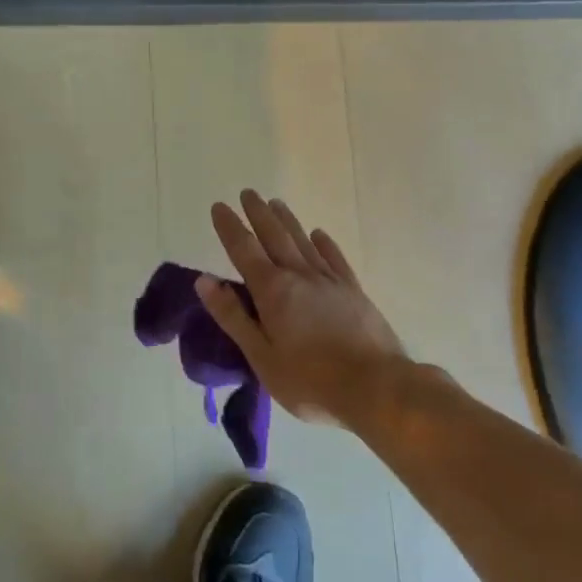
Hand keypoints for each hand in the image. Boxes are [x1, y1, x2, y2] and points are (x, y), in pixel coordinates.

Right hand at [197, 190, 413, 426]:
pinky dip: (324, 243)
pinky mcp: (354, 292)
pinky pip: (334, 258)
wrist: (377, 388)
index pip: (244, 249)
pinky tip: (318, 234)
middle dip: (258, 213)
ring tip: (275, 203)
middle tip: (248, 193)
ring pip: (303, 241)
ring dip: (287, 220)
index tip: (219, 206)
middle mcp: (299, 275)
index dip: (230, 227)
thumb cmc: (310, 380)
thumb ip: (233, 316)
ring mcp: (330, 281)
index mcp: (272, 290)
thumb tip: (204, 280)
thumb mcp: (261, 356)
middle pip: (275, 236)